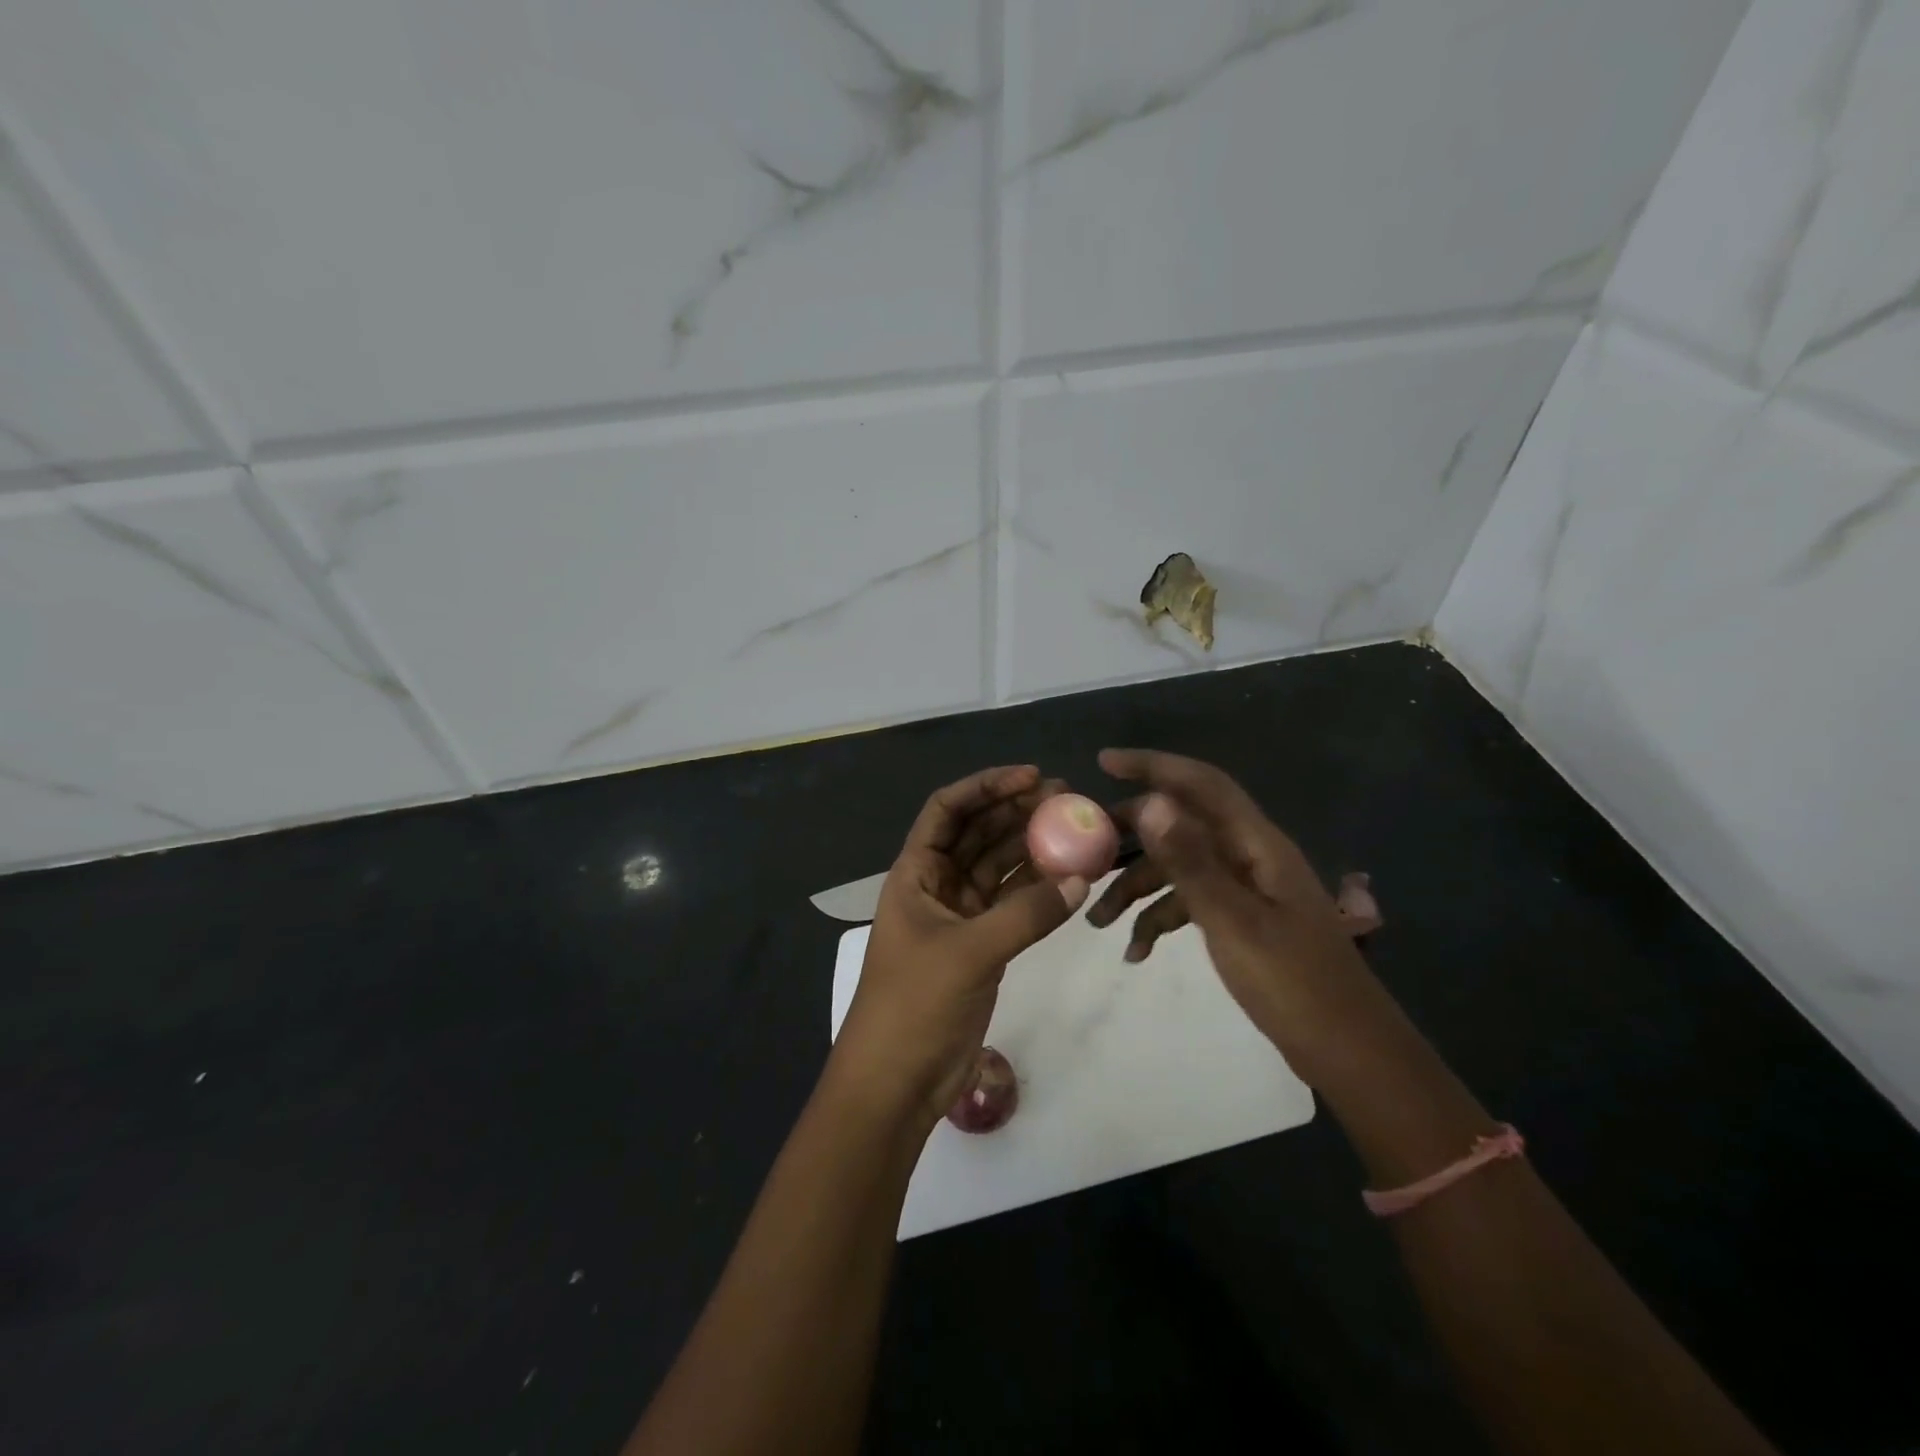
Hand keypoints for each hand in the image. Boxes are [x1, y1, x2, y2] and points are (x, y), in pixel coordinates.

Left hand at [833, 765, 1089, 1128]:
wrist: (896, 1081)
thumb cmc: (914, 1004)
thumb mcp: (969, 952)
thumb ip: (1027, 913)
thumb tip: (1082, 878)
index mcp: (915, 873)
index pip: (947, 810)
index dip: (986, 786)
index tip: (1031, 776)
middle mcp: (936, 885)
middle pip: (978, 833)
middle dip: (1017, 811)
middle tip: (1066, 798)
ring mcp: (960, 915)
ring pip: (999, 866)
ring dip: (1032, 846)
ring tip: (1075, 827)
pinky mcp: (981, 945)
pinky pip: (1013, 904)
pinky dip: (1039, 889)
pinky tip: (1071, 875)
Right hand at [1088, 749, 1388, 1085]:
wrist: (1350, 1052)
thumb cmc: (1294, 984)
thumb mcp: (1233, 921)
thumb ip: (1190, 860)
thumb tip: (1150, 802)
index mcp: (1256, 844)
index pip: (1200, 784)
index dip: (1153, 765)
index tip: (1104, 761)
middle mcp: (1249, 856)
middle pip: (1181, 824)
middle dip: (1131, 834)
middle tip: (1085, 848)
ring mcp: (1246, 889)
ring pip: (1179, 868)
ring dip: (1138, 889)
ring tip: (1097, 921)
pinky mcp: (1242, 920)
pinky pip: (1191, 903)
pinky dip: (1161, 920)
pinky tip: (1136, 953)